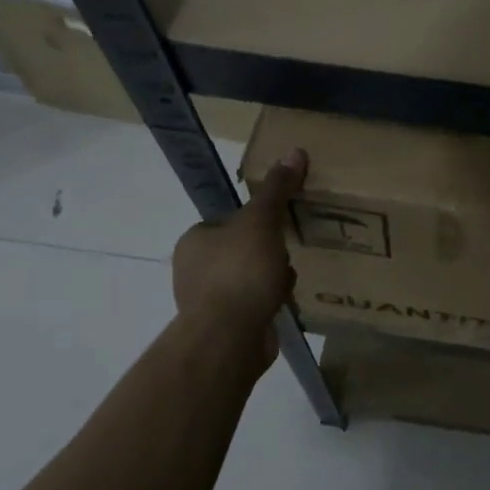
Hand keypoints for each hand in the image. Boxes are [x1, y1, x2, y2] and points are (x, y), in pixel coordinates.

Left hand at [171, 147, 306, 369]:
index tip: (277, 225)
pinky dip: (269, 300)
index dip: (258, 220)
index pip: (230, 220)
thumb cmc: (240, 271)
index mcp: (194, 240)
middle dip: (269, 251)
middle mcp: (193, 270)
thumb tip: (295, 150)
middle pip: (244, 248)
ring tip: (284, 280)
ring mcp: (207, 302)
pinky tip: (282, 302)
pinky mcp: (225, 328)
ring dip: (273, 276)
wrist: (230, 339)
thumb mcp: (262, 220)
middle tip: (285, 252)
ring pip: (251, 276)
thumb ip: (277, 188)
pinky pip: (254, 303)